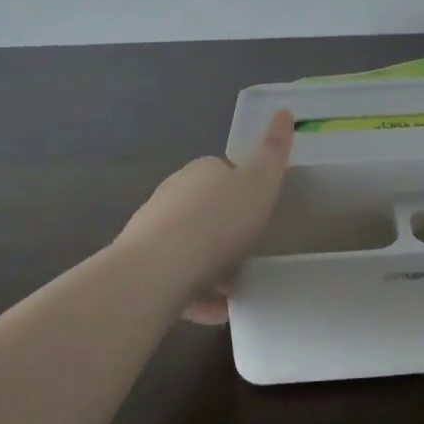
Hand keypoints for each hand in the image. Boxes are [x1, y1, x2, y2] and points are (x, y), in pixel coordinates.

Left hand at [116, 111, 294, 320]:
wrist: (157, 271)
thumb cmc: (218, 222)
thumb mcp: (260, 183)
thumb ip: (274, 151)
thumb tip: (283, 110)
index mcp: (200, 171)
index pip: (223, 172)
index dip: (243, 191)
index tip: (259, 215)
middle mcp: (172, 193)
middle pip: (205, 209)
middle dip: (224, 230)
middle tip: (250, 253)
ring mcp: (152, 230)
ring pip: (188, 245)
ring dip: (210, 264)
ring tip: (235, 290)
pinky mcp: (141, 265)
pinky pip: (175, 277)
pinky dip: (195, 292)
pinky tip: (215, 313)